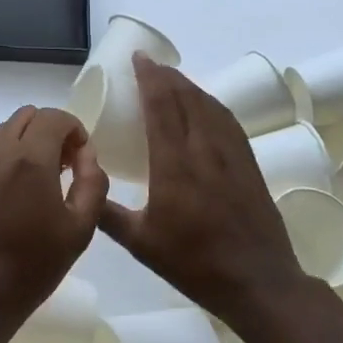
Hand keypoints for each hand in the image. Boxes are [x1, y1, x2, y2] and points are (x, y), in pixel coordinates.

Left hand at [0, 106, 107, 342]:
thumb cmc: (32, 266)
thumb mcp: (80, 230)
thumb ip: (92, 183)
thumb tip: (87, 155)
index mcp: (29, 159)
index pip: (55, 117)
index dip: (75, 129)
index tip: (82, 157)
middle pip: (28, 116)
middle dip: (51, 131)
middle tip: (64, 164)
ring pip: (5, 130)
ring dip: (28, 141)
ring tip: (40, 179)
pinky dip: (7, 156)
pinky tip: (15, 193)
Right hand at [99, 55, 302, 322]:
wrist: (259, 283)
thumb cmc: (194, 264)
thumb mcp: (141, 243)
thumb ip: (107, 214)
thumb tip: (83, 188)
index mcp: (174, 164)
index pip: (162, 105)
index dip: (150, 77)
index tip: (139, 58)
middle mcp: (204, 150)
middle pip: (187, 97)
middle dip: (167, 75)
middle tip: (149, 64)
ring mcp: (231, 155)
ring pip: (209, 105)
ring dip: (189, 86)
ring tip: (172, 79)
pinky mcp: (249, 164)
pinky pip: (227, 120)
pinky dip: (210, 103)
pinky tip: (205, 106)